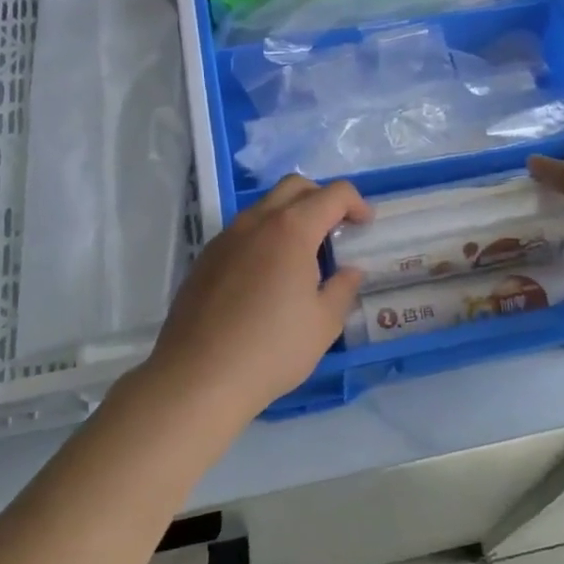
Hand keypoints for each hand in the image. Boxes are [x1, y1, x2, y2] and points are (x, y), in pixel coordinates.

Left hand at [142, 176, 371, 418]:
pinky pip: (242, 232)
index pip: (332, 194)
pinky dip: (264, 237)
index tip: (365, 226)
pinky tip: (267, 277)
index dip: (356, 203)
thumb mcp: (324, 324)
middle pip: (294, 187)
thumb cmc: (272, 349)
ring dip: (290, 216)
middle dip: (322, 198)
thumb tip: (351, 270)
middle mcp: (256, 222)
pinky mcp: (205, 259)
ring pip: (264, 207)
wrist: (198, 377)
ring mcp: (225, 238)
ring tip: (303, 256)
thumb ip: (343, 288)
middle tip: (336, 230)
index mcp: (291, 230)